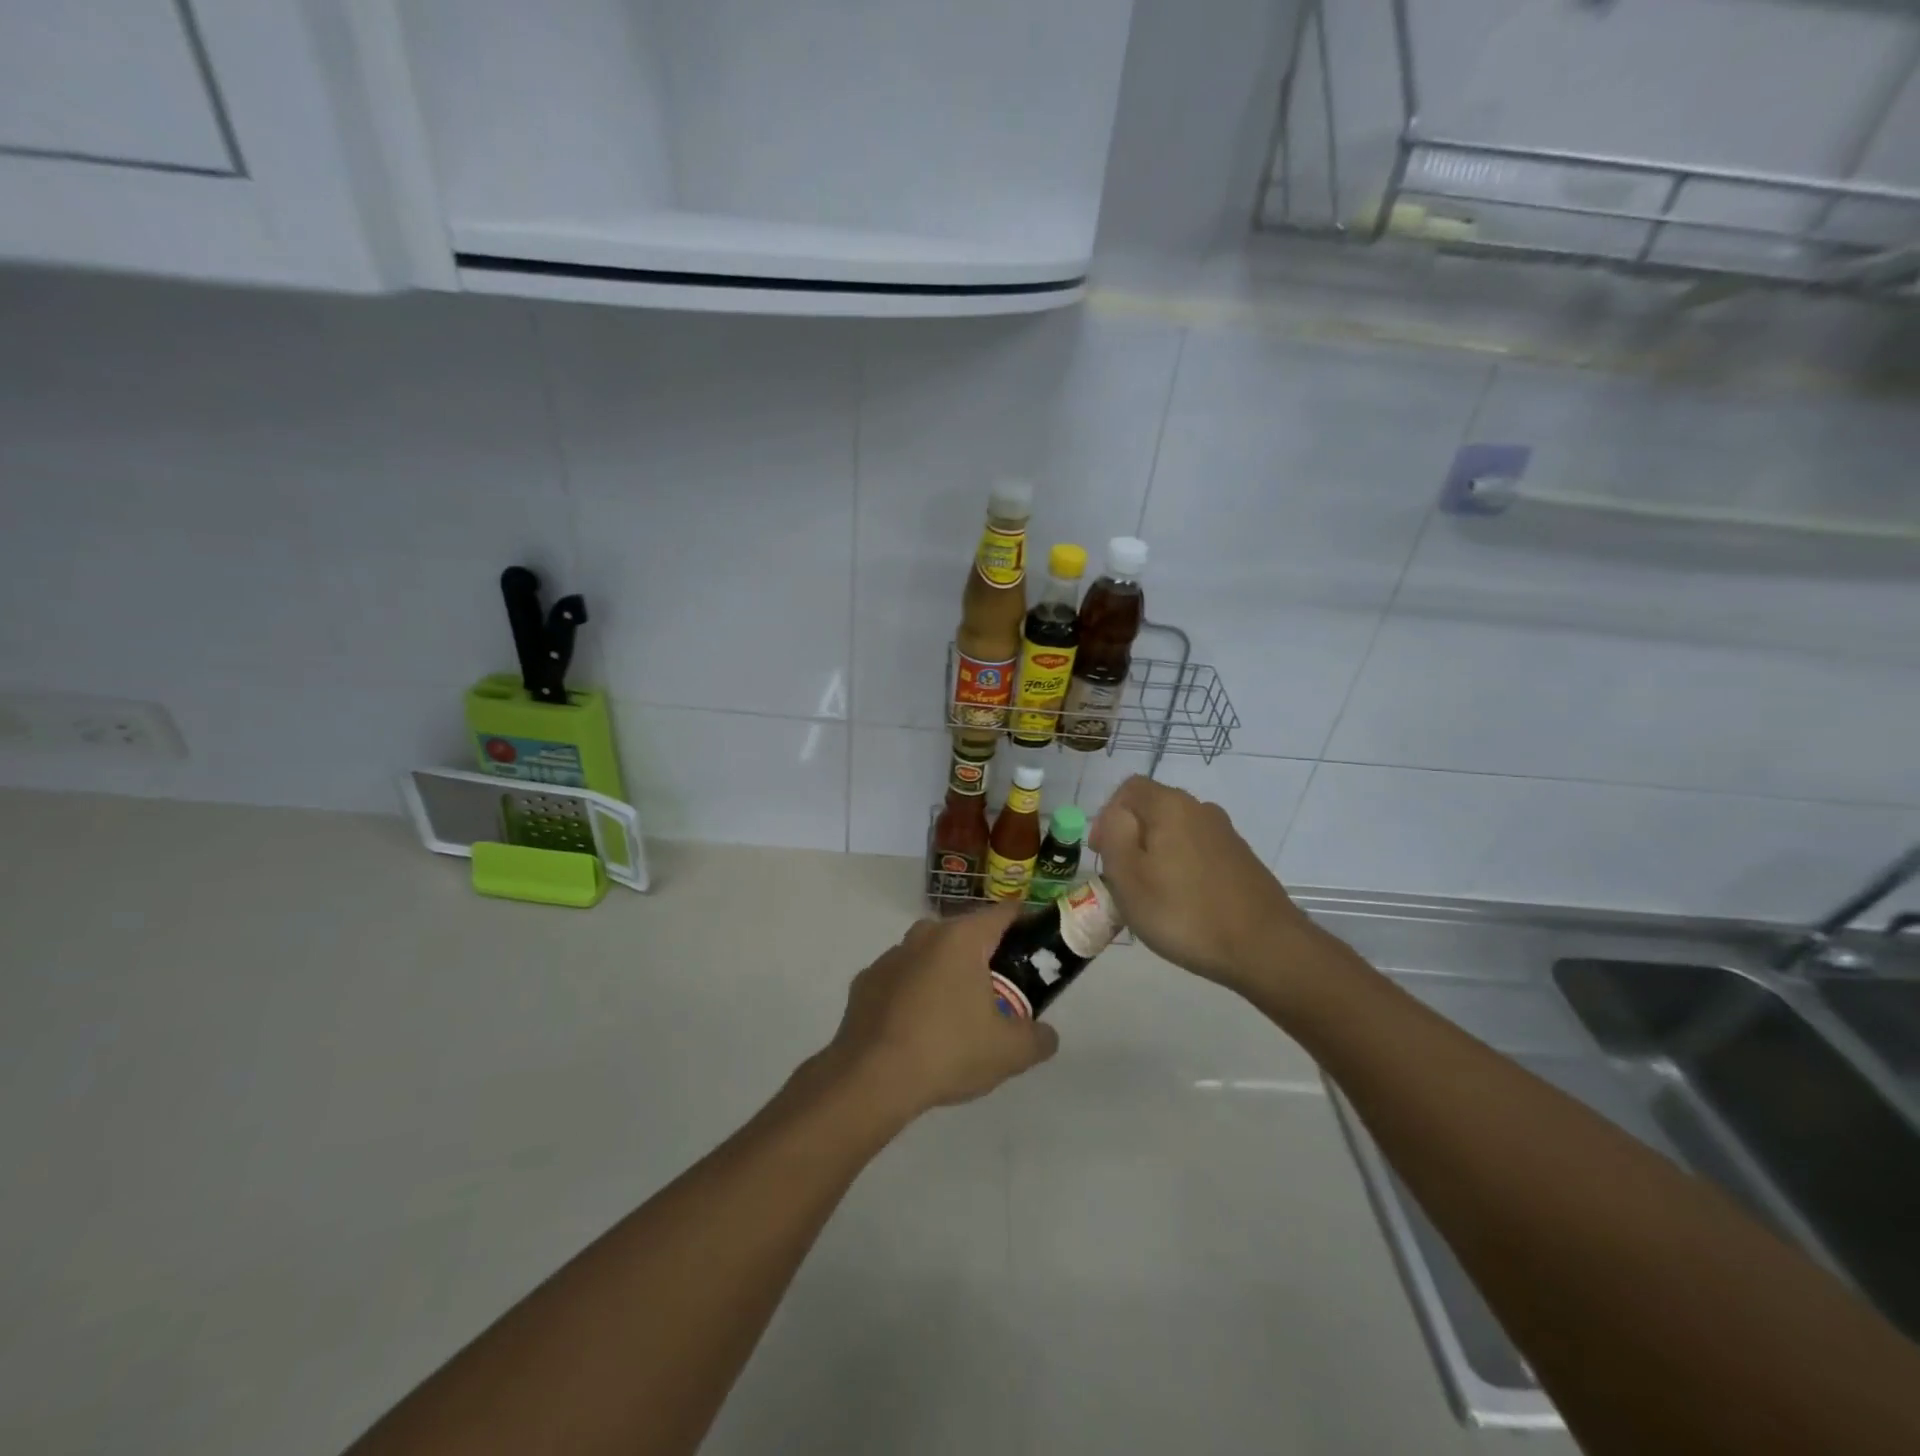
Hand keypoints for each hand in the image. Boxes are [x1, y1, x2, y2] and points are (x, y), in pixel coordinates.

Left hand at [825, 903, 1059, 1120]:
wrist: (870, 1080)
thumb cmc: (948, 1051)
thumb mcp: (1010, 1052)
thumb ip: (1038, 1038)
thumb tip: (1046, 1035)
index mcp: (962, 939)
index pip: (1003, 913)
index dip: (1026, 924)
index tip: (1038, 945)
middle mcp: (924, 935)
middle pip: (966, 933)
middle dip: (986, 955)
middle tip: (1003, 990)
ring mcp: (890, 956)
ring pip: (930, 954)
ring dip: (946, 973)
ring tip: (957, 1013)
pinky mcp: (865, 982)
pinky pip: (901, 979)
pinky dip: (914, 993)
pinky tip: (917, 1028)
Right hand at [1091, 775, 1309, 989]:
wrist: (1265, 948)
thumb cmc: (1184, 911)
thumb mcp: (1128, 875)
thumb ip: (1114, 834)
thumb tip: (1117, 816)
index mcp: (1171, 805)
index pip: (1128, 789)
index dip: (1106, 817)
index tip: (1101, 855)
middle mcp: (1201, 810)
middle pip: (1153, 811)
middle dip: (1131, 839)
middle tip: (1122, 880)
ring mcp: (1226, 836)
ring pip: (1176, 835)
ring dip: (1156, 857)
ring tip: (1151, 898)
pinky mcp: (1242, 861)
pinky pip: (1198, 854)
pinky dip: (1182, 871)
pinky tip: (1183, 905)